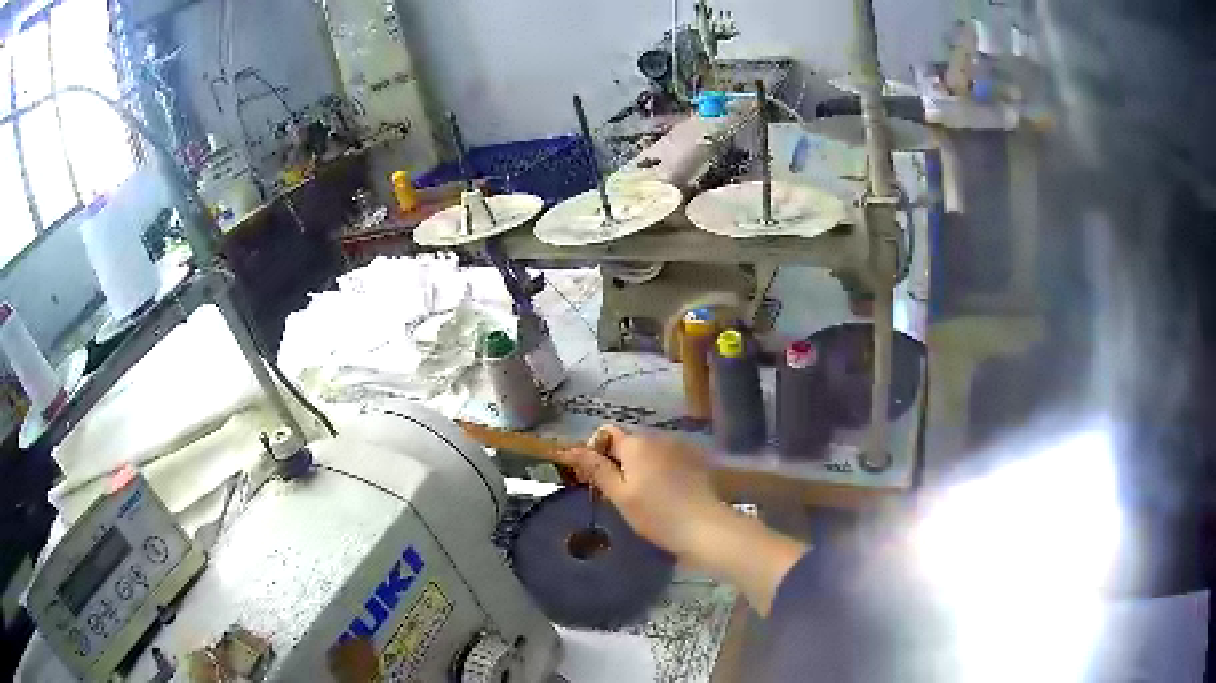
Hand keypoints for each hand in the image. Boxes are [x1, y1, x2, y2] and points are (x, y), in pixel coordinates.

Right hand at [554, 425, 730, 558]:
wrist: (703, 527)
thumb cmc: (656, 514)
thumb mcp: (620, 495)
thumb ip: (596, 469)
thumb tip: (571, 448)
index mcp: (636, 443)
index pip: (606, 433)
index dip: (596, 452)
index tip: (596, 478)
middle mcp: (659, 436)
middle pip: (629, 442)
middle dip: (619, 461)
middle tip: (618, 493)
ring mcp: (680, 446)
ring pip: (649, 451)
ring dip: (641, 466)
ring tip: (644, 496)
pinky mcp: (695, 459)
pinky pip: (668, 458)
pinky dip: (661, 470)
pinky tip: (665, 494)